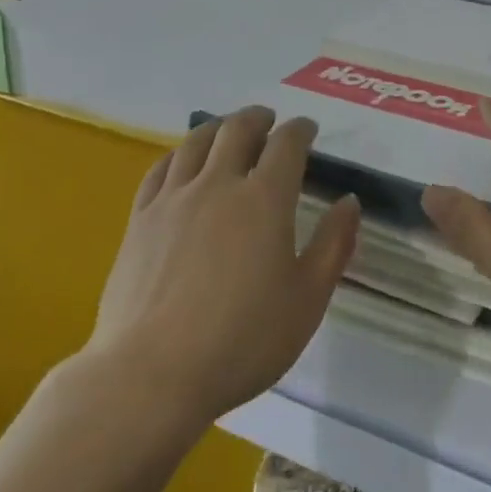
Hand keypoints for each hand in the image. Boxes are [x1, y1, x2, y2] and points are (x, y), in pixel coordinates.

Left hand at [89, 107, 359, 426]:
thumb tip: (349, 201)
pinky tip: (183, 160)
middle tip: (268, 121)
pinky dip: (179, 153)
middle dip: (258, 118)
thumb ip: (333, 245)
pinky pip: (161, 168)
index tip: (307, 128)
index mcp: (265, 199)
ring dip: (218, 127)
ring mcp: (175, 197)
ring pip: (197, 141)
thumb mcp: (306, 301)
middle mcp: (219, 184)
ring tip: (227, 130)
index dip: (300, 129)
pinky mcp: (141, 218)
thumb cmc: (242, 341)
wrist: (152, 373)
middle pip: (238, 130)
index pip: (286, 144)